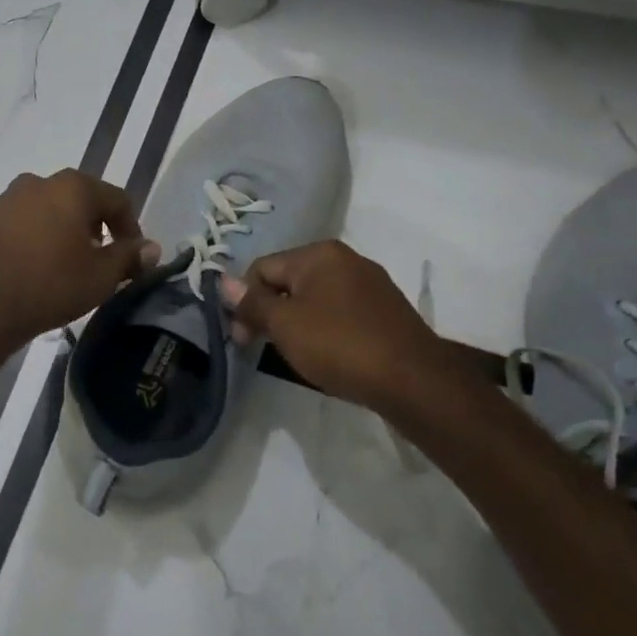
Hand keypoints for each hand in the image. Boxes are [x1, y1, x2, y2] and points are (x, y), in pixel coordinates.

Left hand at [0, 171, 160, 349]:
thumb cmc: (51, 285)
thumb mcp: (101, 276)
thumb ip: (130, 256)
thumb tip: (151, 248)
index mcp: (73, 187)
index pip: (117, 200)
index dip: (132, 229)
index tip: (134, 259)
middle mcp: (40, 181)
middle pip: (83, 200)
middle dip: (99, 228)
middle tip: (104, 261)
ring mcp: (10, 198)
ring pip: (53, 209)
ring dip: (68, 230)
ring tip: (72, 264)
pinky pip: (27, 221)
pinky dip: (41, 236)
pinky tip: (41, 265)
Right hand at [219, 241, 463, 413]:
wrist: (414, 382)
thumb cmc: (340, 346)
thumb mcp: (285, 325)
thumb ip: (251, 302)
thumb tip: (222, 281)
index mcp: (319, 254)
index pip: (262, 268)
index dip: (244, 302)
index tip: (242, 339)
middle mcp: (346, 259)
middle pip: (288, 281)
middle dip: (271, 311)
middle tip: (263, 347)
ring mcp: (371, 284)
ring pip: (314, 298)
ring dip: (296, 322)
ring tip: (297, 353)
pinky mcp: (386, 310)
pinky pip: (340, 312)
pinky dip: (324, 329)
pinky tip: (327, 354)